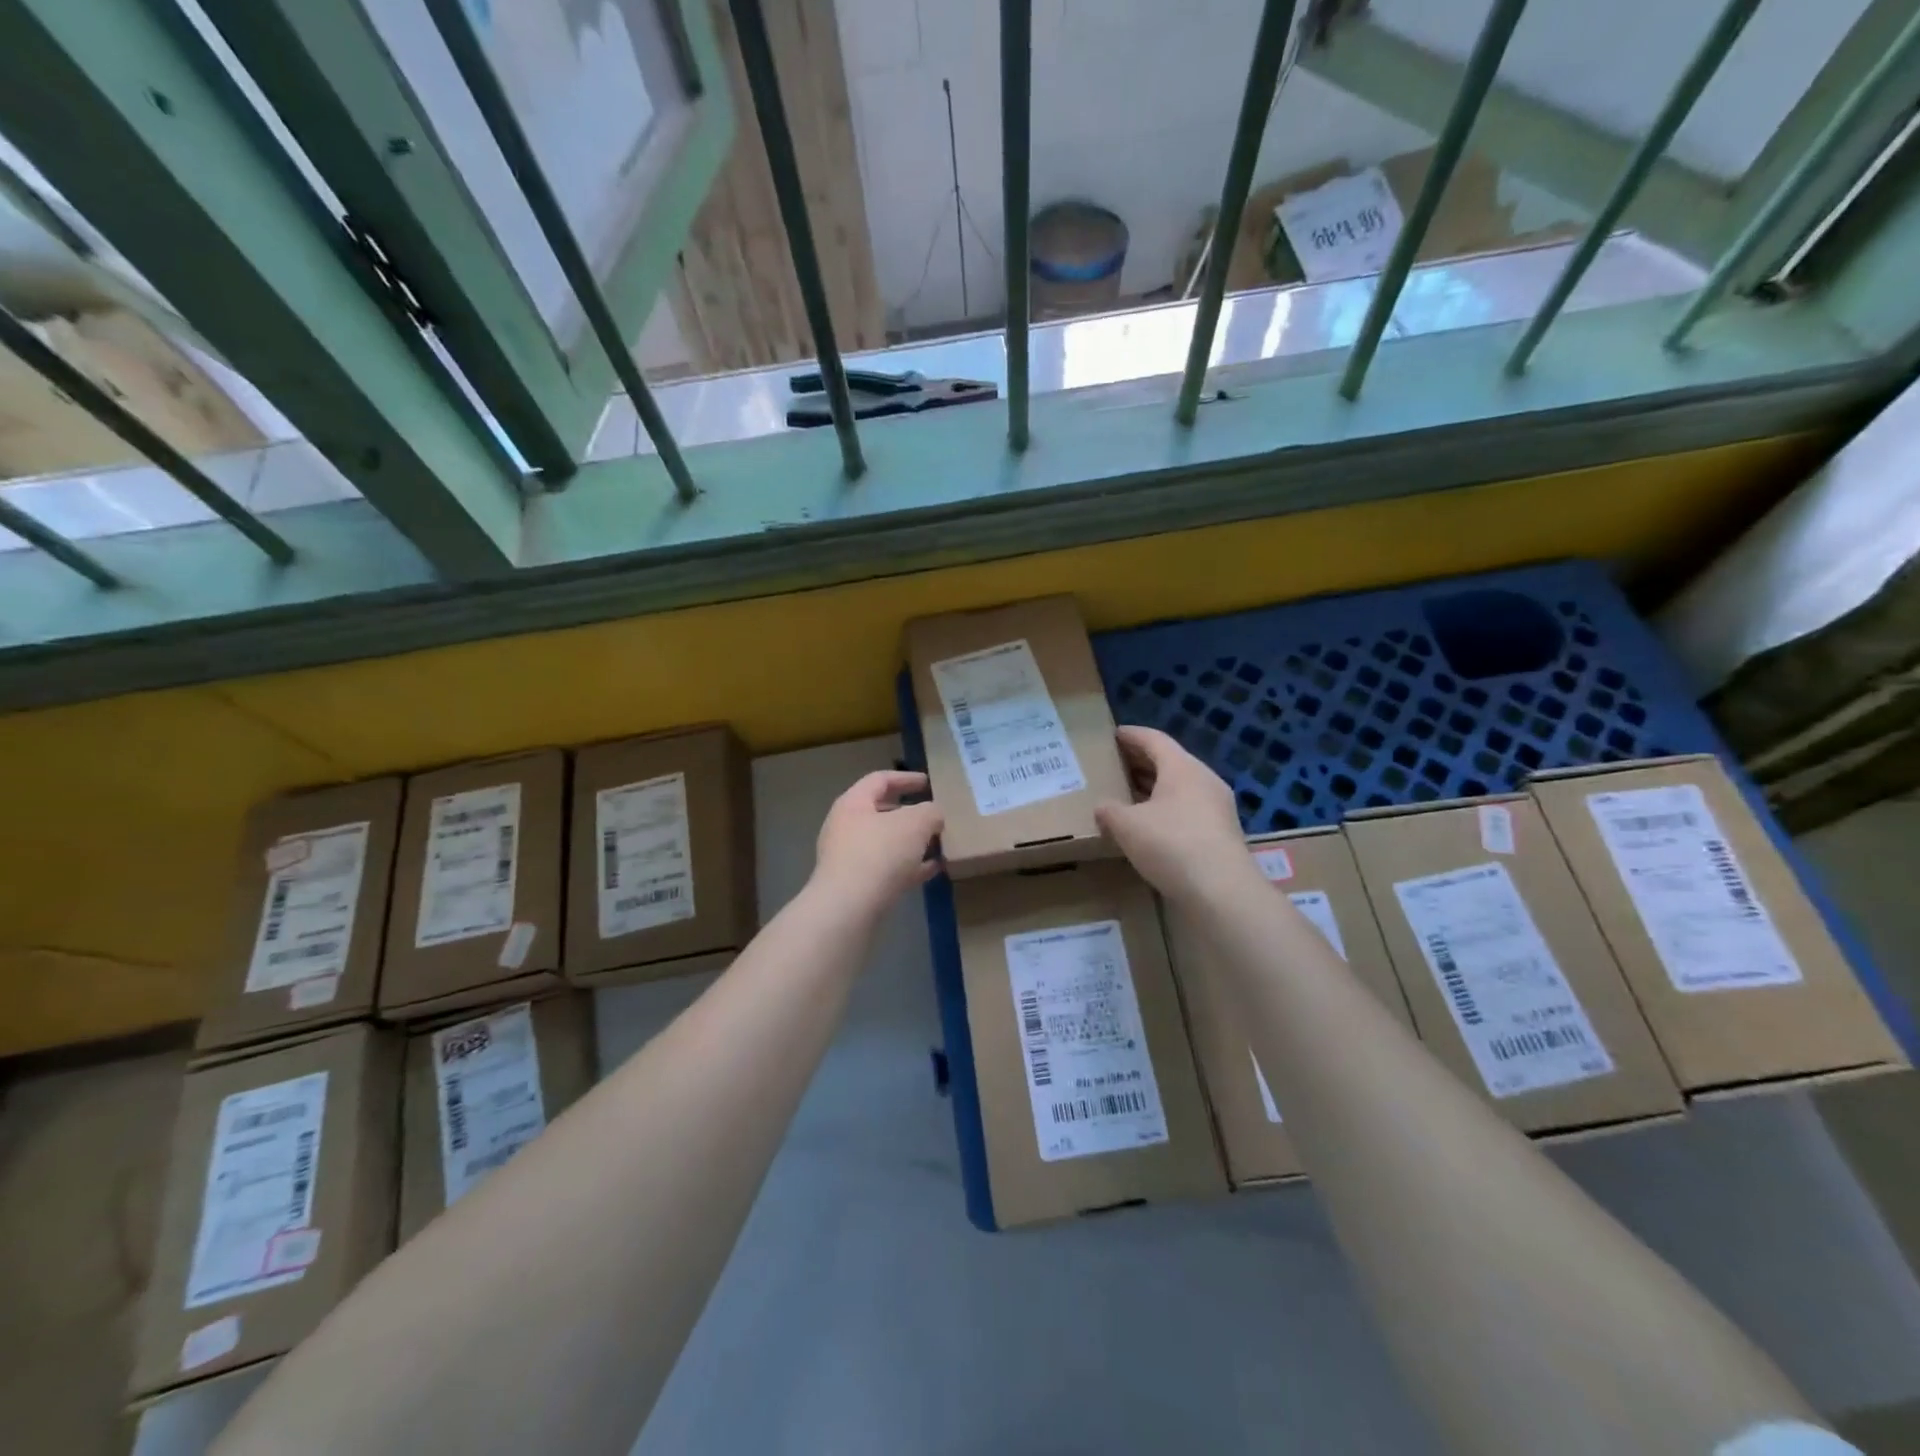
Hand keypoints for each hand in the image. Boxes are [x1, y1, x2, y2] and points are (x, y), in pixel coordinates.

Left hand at [812, 770, 944, 915]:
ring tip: (937, 843)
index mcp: (854, 803)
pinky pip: (887, 869)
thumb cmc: (880, 853)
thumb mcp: (916, 823)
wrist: (849, 908)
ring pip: (886, 843)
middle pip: (881, 812)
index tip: (928, 783)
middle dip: (910, 813)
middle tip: (934, 815)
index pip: (880, 780)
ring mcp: (849, 858)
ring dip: (911, 842)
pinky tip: (932, 869)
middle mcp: (846, 827)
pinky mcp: (856, 886)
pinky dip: (909, 867)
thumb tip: (933, 816)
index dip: (906, 778)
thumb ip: (930, 812)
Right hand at [1096, 726, 1254, 903]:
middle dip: (1141, 761)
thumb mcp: (1127, 826)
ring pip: (1180, 787)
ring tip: (1127, 793)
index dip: (1131, 735)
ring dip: (1154, 788)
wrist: (1221, 890)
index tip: (1113, 734)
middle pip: (1169, 761)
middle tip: (1115, 764)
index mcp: (1182, 768)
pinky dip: (1166, 808)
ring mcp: (1217, 807)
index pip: (1154, 739)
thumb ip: (1110, 811)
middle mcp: (1204, 780)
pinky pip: (1188, 809)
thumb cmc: (1171, 844)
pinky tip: (1149, 824)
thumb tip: (1102, 807)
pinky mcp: (1221, 833)